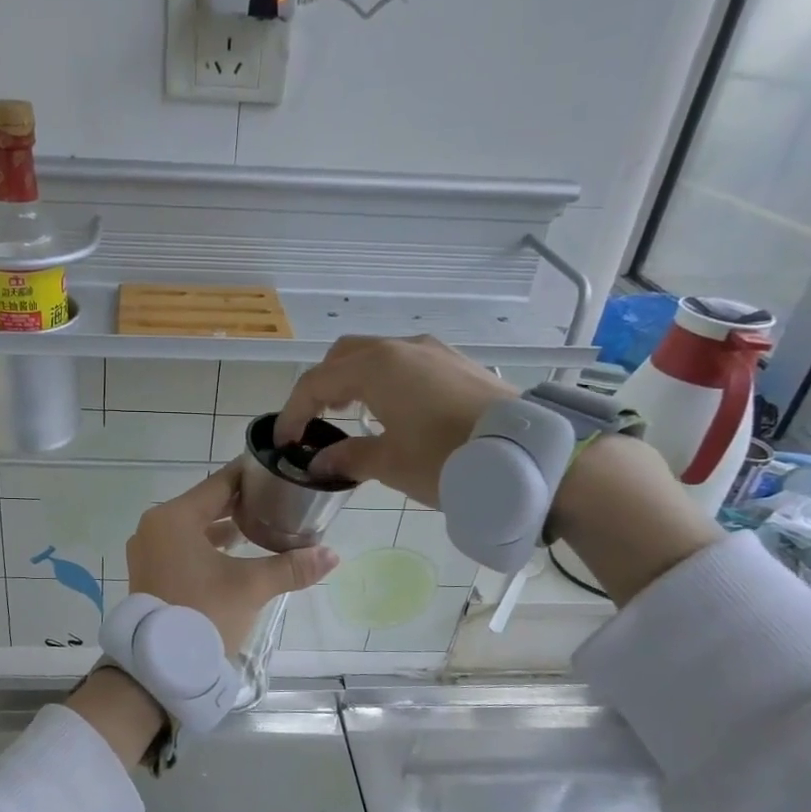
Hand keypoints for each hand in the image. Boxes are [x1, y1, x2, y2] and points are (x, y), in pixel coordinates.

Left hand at [124, 459, 339, 653]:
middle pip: (206, 504)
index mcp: (174, 518)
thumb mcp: (251, 587)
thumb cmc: (203, 615)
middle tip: (279, 500)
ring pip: (194, 527)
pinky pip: (183, 547)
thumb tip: (332, 555)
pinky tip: (236, 553)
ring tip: (263, 526)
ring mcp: (148, 551)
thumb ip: (290, 567)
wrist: (159, 668)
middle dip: (243, 504)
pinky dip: (208, 546)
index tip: (280, 472)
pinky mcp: (149, 573)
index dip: (252, 476)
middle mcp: (155, 527)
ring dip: (226, 527)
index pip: (220, 483)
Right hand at [275, 336, 514, 506]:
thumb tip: (318, 464)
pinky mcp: (456, 362)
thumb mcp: (390, 464)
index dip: (293, 412)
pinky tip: (392, 408)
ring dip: (353, 379)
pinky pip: (405, 361)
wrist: (526, 454)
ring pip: (376, 354)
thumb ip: (348, 458)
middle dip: (320, 386)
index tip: (284, 442)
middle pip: (343, 356)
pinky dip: (384, 379)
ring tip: (349, 412)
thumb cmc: (447, 458)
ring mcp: (433, 351)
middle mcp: (401, 347)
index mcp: (376, 367)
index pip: (316, 382)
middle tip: (313, 421)